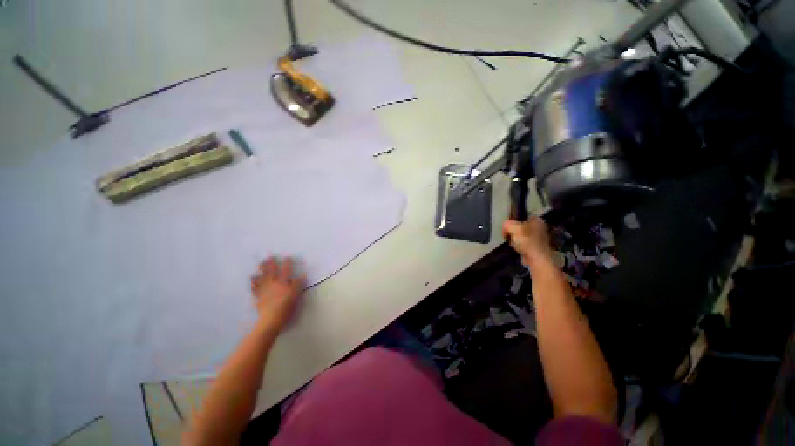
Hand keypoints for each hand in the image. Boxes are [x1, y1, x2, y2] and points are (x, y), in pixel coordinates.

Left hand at [250, 257, 304, 332]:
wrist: (270, 320)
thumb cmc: (286, 308)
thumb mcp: (296, 296)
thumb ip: (298, 285)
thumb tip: (302, 275)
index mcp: (283, 283)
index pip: (286, 271)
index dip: (287, 264)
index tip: (287, 257)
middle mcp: (273, 284)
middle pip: (272, 272)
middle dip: (271, 264)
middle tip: (270, 257)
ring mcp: (264, 290)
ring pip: (262, 277)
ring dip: (261, 270)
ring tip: (260, 264)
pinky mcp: (258, 297)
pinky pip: (255, 288)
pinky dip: (253, 282)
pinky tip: (252, 278)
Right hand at [503, 216, 553, 266]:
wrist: (537, 259)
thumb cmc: (527, 241)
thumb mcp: (513, 228)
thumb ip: (507, 224)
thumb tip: (505, 227)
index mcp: (537, 220)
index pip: (520, 216)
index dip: (512, 221)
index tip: (507, 228)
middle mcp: (540, 227)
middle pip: (519, 226)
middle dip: (513, 231)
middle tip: (509, 236)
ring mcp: (538, 238)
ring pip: (520, 235)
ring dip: (515, 239)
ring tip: (513, 244)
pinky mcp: (535, 247)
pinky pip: (523, 244)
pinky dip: (519, 246)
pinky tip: (517, 249)